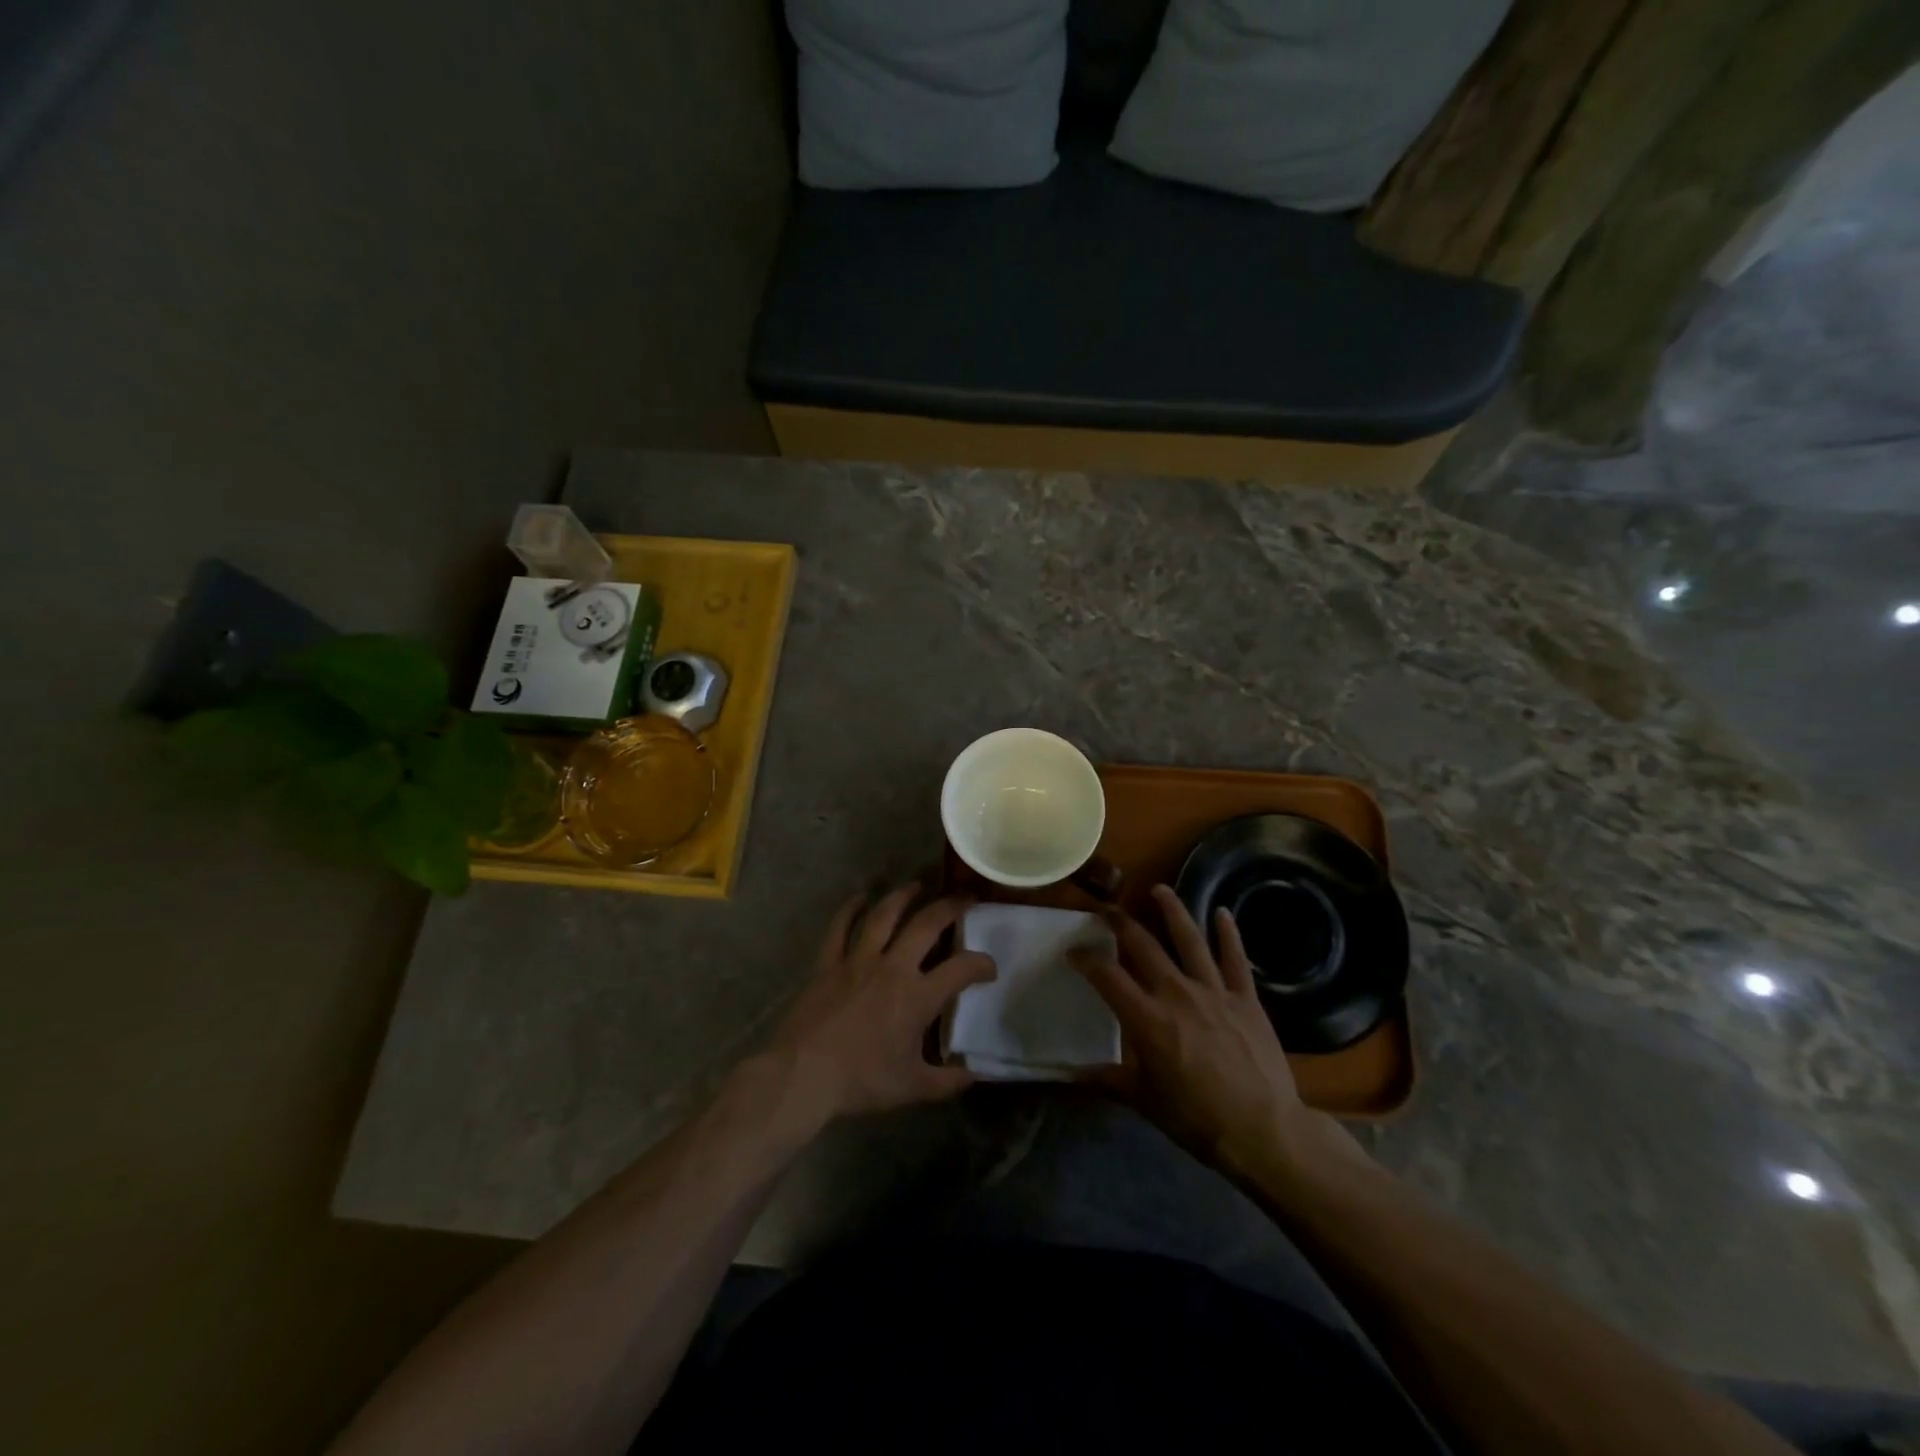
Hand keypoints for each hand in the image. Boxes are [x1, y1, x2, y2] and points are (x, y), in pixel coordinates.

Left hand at [765, 885, 996, 1128]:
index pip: (961, 969)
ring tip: (917, 885)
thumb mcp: (912, 1088)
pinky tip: (859, 897)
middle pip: (926, 925)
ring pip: (884, 916)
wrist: (804, 1075)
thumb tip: (974, 1074)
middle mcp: (892, 967)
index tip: (989, 968)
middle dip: (950, 907)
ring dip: (903, 896)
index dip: (981, 964)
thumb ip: (947, 1082)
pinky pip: (839, 928)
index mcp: (917, 996)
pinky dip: (848, 909)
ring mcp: (858, 961)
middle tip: (964, 899)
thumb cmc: (862, 1080)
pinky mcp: (829, 964)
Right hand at [1073, 885, 1342, 1177]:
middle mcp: (1176, 993)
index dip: (1086, 959)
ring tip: (1159, 889)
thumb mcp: (1145, 1101)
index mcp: (1146, 1018)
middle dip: (1121, 923)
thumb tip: (1071, 1073)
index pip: (1107, 976)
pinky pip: (1235, 959)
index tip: (1074, 951)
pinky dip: (1228, 934)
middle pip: (1143, 945)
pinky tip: (1222, 913)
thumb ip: (1108, 1079)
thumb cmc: (1197, 1119)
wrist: (1264, 1131)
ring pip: (1189, 939)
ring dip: (1173, 911)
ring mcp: (1214, 991)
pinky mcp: (1245, 998)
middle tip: (1107, 909)